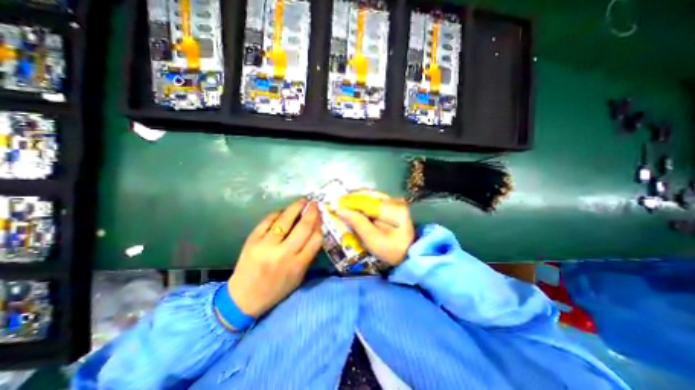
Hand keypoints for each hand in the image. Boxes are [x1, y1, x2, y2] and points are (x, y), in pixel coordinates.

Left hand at [231, 200, 323, 317]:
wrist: (244, 298)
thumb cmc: (276, 288)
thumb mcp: (298, 275)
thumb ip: (308, 254)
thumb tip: (315, 230)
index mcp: (298, 264)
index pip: (316, 239)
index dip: (319, 225)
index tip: (320, 217)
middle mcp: (284, 253)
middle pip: (303, 227)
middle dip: (311, 212)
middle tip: (314, 204)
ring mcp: (266, 245)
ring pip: (285, 220)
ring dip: (296, 207)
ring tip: (303, 200)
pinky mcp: (252, 240)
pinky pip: (268, 221)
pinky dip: (278, 213)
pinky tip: (283, 211)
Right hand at [335, 192, 410, 265]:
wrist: (408, 253)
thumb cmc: (391, 250)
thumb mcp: (373, 239)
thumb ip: (357, 223)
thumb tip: (340, 210)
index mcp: (392, 209)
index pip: (365, 201)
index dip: (348, 202)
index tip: (334, 204)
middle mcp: (394, 201)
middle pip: (368, 196)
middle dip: (351, 200)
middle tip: (337, 205)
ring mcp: (395, 202)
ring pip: (370, 197)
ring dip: (356, 201)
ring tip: (343, 205)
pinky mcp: (393, 205)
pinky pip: (374, 201)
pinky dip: (363, 204)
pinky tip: (355, 208)